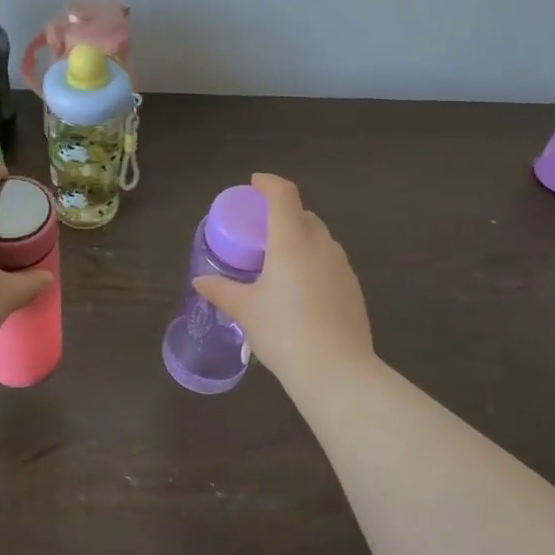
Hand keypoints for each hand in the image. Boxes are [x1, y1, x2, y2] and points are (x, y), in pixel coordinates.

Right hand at [193, 173, 372, 381]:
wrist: (337, 371)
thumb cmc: (284, 332)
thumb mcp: (245, 311)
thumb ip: (222, 291)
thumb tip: (200, 281)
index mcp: (292, 241)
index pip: (284, 195)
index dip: (269, 183)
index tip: (255, 184)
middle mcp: (321, 246)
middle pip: (304, 215)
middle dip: (284, 215)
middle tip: (262, 232)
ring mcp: (342, 267)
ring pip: (320, 239)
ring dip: (300, 240)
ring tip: (280, 263)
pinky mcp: (353, 289)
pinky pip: (330, 263)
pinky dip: (314, 263)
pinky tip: (301, 291)